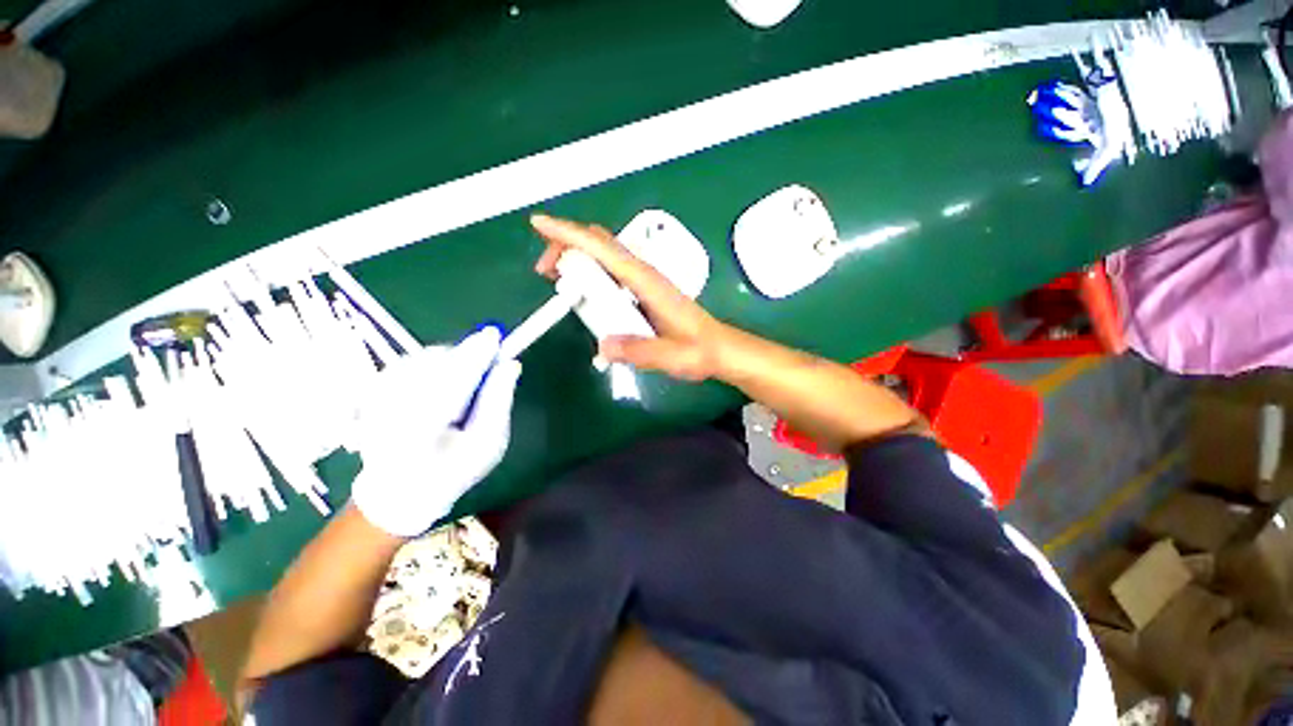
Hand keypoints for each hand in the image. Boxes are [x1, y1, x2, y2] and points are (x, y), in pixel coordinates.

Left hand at [351, 328, 521, 536]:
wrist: (399, 492)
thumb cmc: (453, 471)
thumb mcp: (487, 444)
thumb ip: (498, 401)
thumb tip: (510, 364)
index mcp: (423, 429)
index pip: (454, 380)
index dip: (476, 354)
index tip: (495, 336)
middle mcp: (393, 408)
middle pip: (436, 364)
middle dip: (465, 356)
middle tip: (489, 363)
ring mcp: (377, 399)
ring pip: (422, 360)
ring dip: (451, 360)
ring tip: (465, 382)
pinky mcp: (372, 392)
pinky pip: (410, 363)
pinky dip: (433, 364)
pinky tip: (443, 380)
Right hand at [530, 214, 729, 381]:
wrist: (718, 349)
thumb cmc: (698, 350)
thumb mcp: (670, 356)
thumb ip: (638, 350)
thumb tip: (603, 345)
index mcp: (647, 282)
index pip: (604, 248)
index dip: (570, 233)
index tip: (540, 224)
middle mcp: (643, 274)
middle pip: (600, 244)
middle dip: (567, 246)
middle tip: (546, 273)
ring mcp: (643, 282)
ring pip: (604, 257)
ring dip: (577, 261)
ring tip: (559, 284)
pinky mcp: (642, 292)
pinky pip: (610, 274)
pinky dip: (590, 276)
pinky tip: (584, 297)